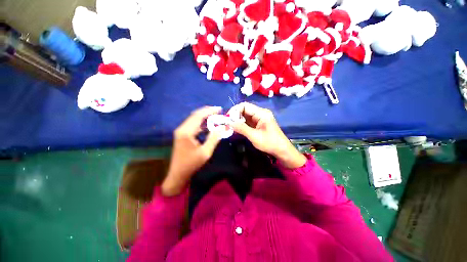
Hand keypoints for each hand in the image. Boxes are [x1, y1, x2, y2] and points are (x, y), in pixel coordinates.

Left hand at [162, 106, 221, 195]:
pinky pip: (192, 125)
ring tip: (215, 116)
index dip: (209, 111)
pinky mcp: (182, 135)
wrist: (178, 174)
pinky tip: (208, 124)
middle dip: (207, 112)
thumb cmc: (192, 164)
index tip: (219, 108)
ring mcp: (181, 131)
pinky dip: (201, 123)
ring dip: (204, 116)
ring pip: (193, 119)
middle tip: (218, 111)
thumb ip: (214, 138)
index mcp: (186, 132)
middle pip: (195, 115)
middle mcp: (182, 129)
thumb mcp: (206, 152)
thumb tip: (222, 127)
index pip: (198, 116)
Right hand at [228, 102, 306, 168]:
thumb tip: (229, 122)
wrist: (282, 151)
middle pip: (244, 110)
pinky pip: (248, 121)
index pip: (245, 105)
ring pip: (245, 116)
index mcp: (261, 113)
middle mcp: (260, 113)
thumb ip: (241, 128)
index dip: (235, 110)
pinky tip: (237, 129)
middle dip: (235, 116)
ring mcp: (259, 118)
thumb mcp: (254, 136)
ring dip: (238, 120)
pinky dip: (241, 124)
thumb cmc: (270, 143)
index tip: (228, 118)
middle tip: (228, 124)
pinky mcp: (258, 124)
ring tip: (231, 127)